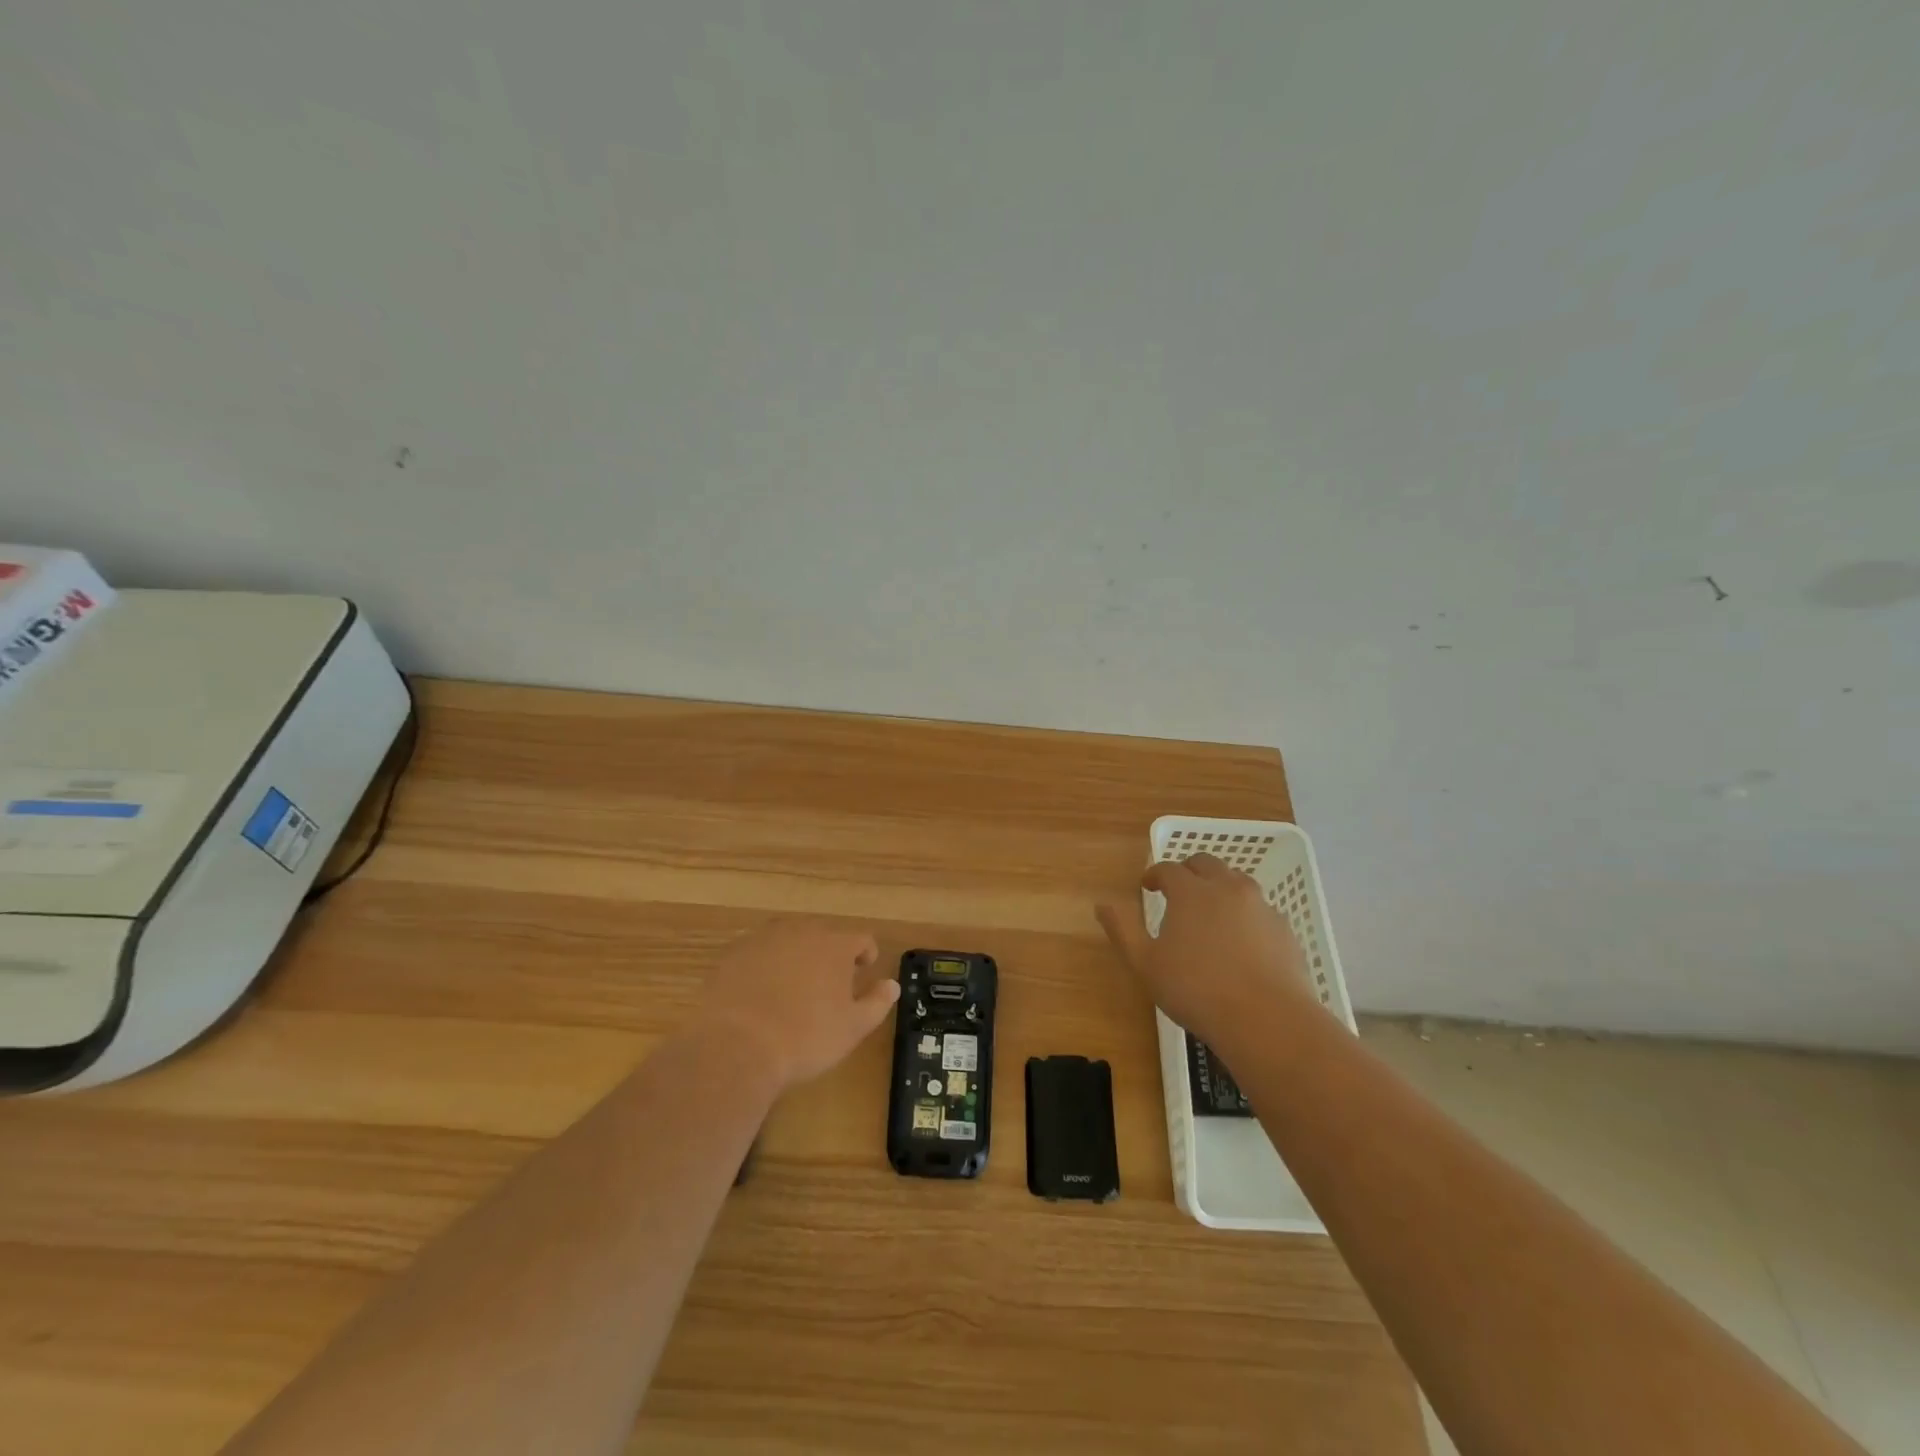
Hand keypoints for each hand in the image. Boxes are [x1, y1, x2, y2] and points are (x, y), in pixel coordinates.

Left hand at [690, 921, 899, 1093]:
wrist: (736, 1046)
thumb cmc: (805, 1038)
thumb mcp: (852, 1028)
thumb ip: (877, 1003)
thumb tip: (892, 985)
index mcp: (835, 945)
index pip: (861, 939)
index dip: (866, 954)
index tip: (864, 970)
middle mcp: (801, 932)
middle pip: (823, 936)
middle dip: (829, 955)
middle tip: (828, 985)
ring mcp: (763, 939)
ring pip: (789, 941)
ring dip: (796, 957)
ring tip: (793, 987)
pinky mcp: (733, 953)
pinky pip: (758, 953)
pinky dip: (764, 966)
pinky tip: (760, 993)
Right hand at [1096, 853, 1321, 1054]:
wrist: (1268, 1020)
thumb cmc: (1196, 990)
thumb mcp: (1146, 964)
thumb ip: (1123, 930)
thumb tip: (1102, 905)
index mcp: (1191, 891)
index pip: (1168, 869)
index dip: (1154, 874)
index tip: (1147, 886)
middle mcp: (1227, 888)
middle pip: (1206, 863)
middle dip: (1188, 870)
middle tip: (1177, 890)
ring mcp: (1260, 906)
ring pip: (1237, 881)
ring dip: (1219, 886)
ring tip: (1210, 910)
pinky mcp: (1283, 928)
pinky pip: (1259, 908)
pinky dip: (1245, 913)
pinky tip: (1241, 939)